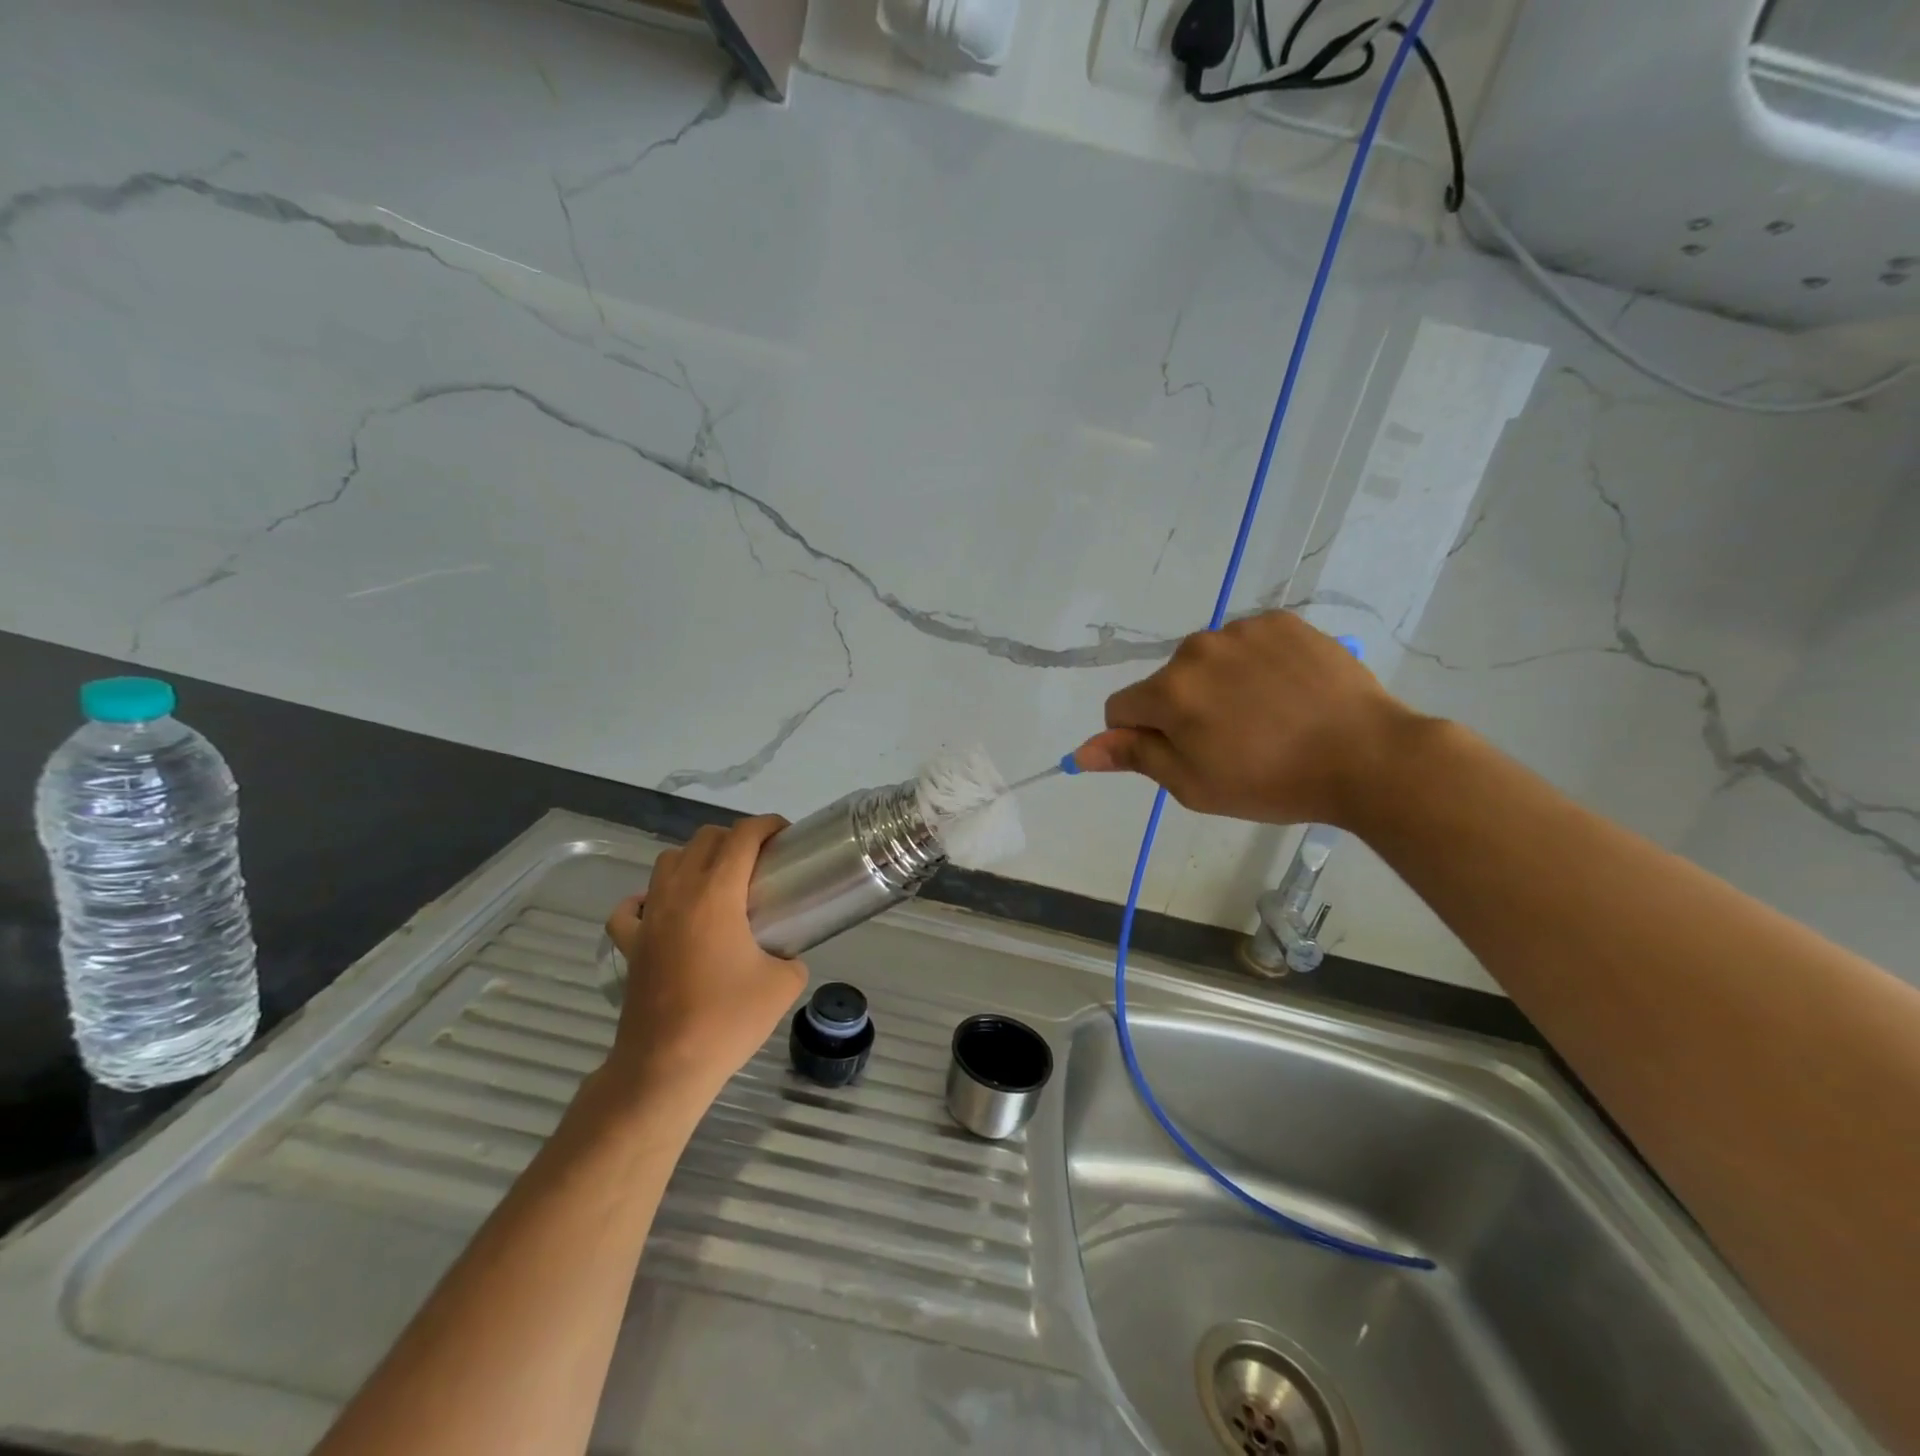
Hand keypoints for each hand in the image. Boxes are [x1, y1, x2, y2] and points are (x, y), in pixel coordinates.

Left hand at [603, 816, 806, 1108]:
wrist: (667, 1066)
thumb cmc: (728, 1020)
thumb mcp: (784, 985)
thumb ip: (792, 958)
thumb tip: (786, 955)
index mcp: (717, 893)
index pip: (742, 836)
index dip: (767, 825)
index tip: (785, 835)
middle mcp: (679, 894)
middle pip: (704, 839)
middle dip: (736, 838)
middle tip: (760, 861)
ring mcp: (648, 918)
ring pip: (667, 862)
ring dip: (695, 859)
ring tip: (717, 882)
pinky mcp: (630, 945)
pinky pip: (630, 907)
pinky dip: (648, 899)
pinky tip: (664, 912)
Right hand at [1073, 611, 1417, 827]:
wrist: (1367, 756)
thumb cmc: (1271, 782)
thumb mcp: (1193, 785)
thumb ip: (1135, 757)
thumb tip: (1082, 751)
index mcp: (1169, 692)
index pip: (1121, 708)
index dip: (1141, 736)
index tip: (1180, 755)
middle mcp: (1195, 649)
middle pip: (1166, 683)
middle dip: (1183, 709)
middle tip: (1231, 742)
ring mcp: (1240, 629)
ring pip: (1206, 661)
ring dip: (1219, 684)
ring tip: (1266, 717)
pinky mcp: (1280, 620)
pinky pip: (1246, 642)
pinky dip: (1255, 664)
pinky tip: (1286, 691)